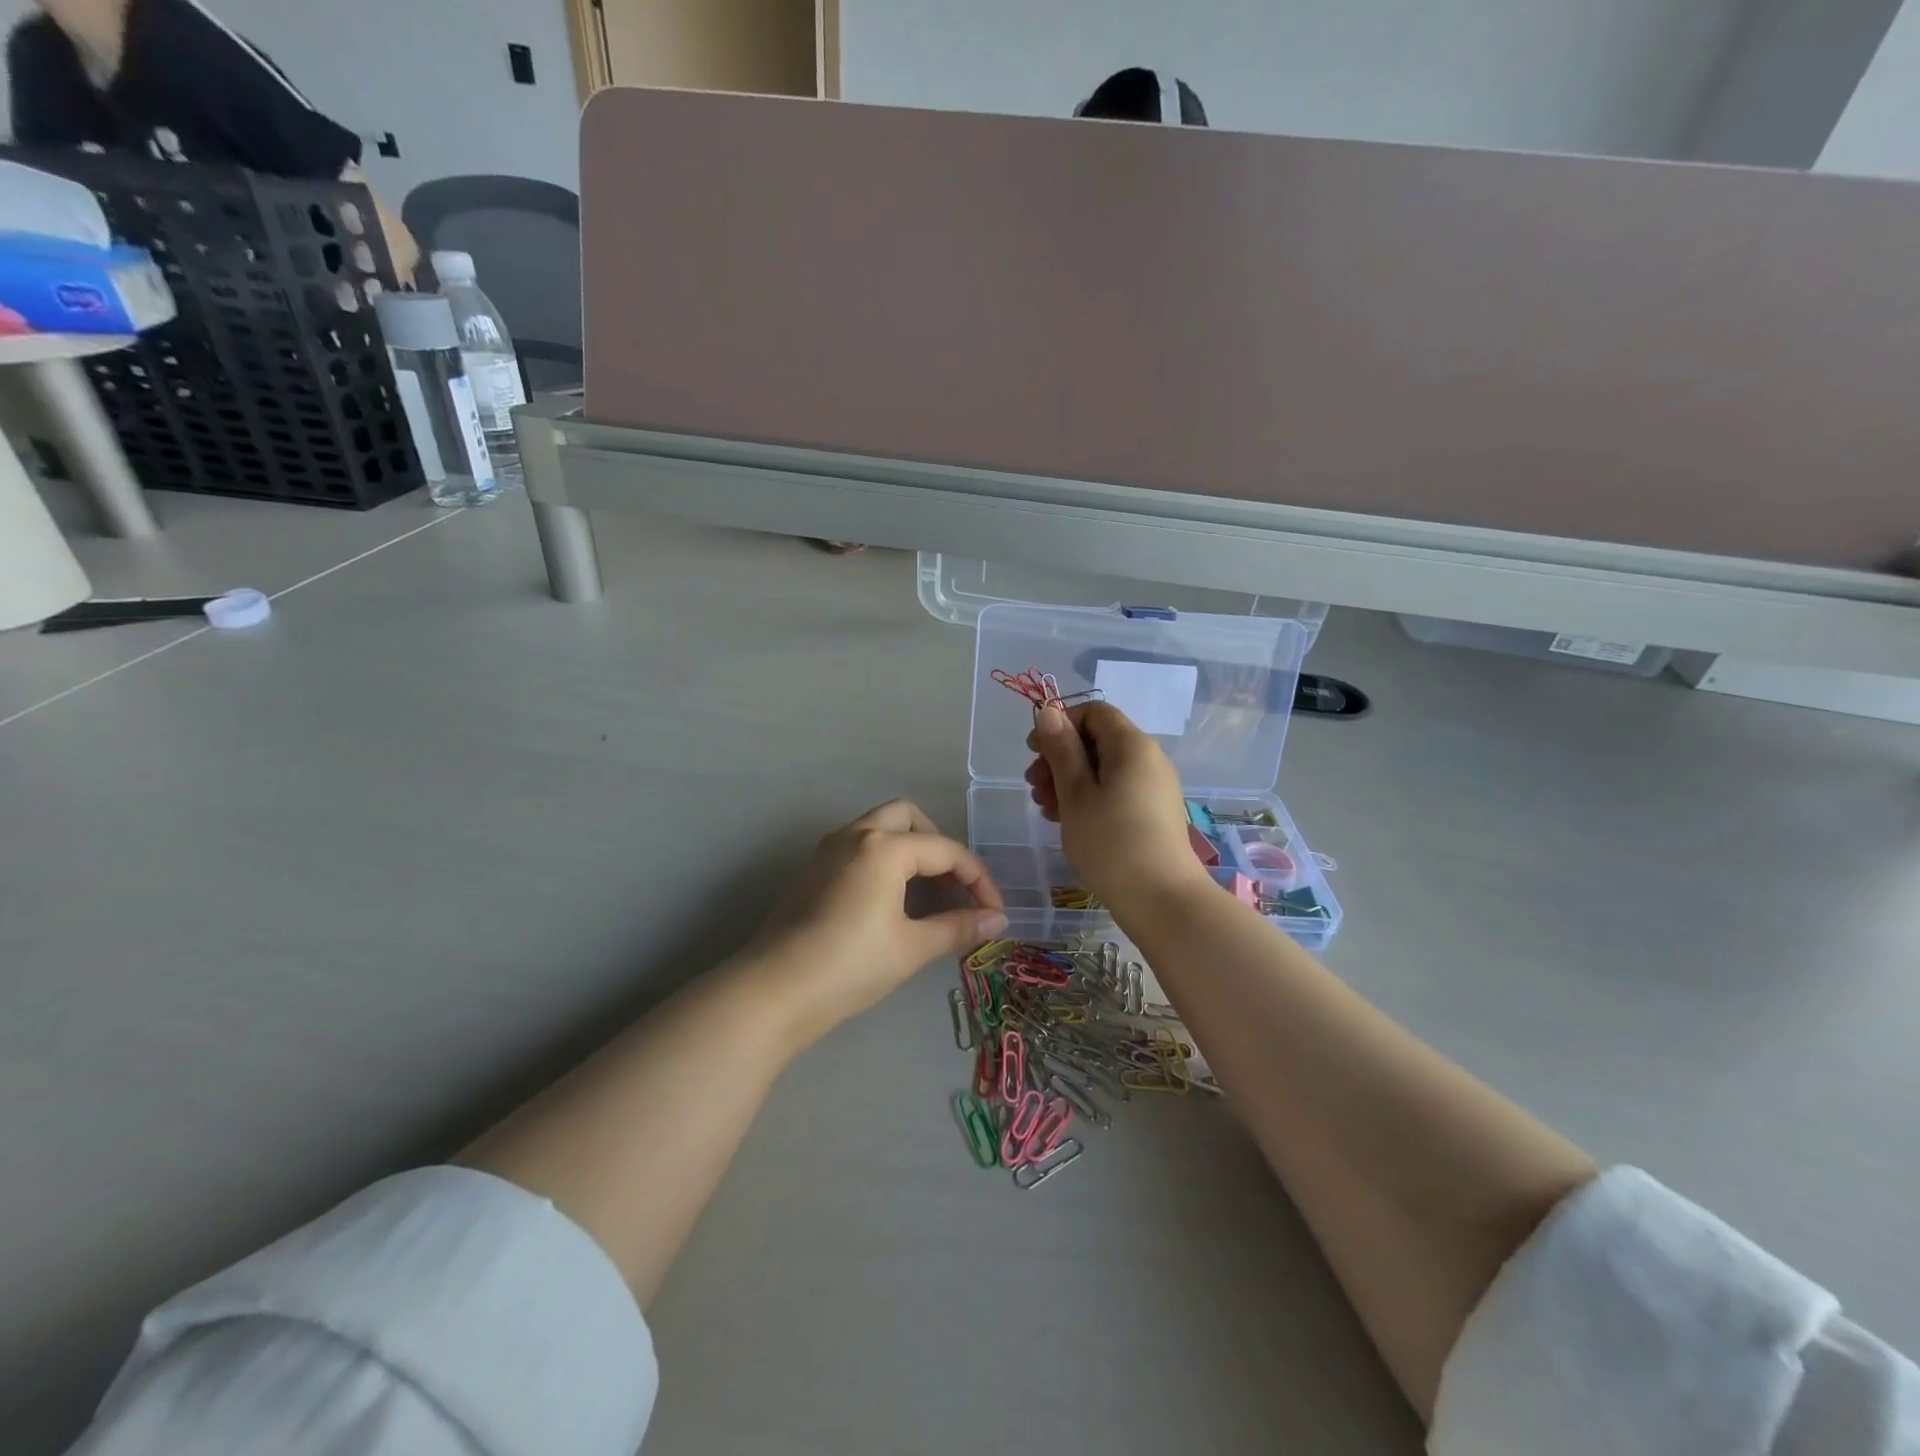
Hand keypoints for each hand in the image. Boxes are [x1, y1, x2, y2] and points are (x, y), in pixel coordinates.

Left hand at [744, 800, 1006, 1039]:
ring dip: (909, 849)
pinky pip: (858, 847)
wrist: (773, 992)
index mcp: (884, 847)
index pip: (946, 850)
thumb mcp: (912, 948)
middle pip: (908, 817)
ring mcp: (828, 850)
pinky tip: (890, 901)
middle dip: (939, 845)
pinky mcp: (812, 870)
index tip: (994, 913)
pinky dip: (884, 860)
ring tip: (927, 894)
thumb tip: (998, 921)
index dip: (978, 880)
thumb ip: (958, 927)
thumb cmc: (850, 966)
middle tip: (953, 885)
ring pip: (879, 828)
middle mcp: (855, 835)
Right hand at [1025, 702, 1208, 905]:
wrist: (1161, 900)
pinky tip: (1067, 821)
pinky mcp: (1153, 813)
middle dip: (1060, 757)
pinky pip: (1116, 790)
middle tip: (1034, 786)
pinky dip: (1089, 798)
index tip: (1033, 752)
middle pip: (1098, 740)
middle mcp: (1149, 759)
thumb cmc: (1111, 842)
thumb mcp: (1076, 793)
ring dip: (1069, 781)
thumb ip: (1062, 749)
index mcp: (1132, 745)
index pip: (1094, 712)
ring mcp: (1154, 787)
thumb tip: (1050, 711)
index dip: (1060, 724)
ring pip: (1104, 769)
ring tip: (1045, 808)